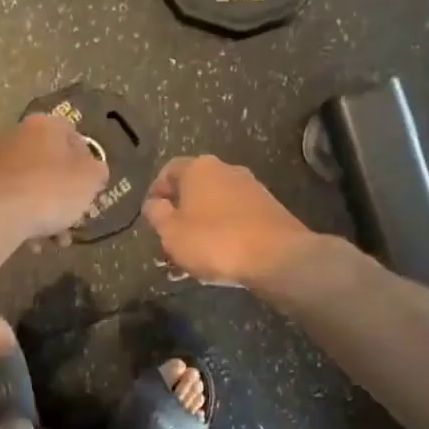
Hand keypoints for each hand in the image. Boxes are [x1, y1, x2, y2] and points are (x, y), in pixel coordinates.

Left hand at [0, 113, 110, 244]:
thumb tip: (93, 170)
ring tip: (56, 241)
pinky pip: (11, 202)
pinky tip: (33, 243)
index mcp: (45, 126)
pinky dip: (24, 219)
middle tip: (75, 221)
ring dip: (47, 215)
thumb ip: (97, 171)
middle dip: (66, 197)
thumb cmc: (50, 190)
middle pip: (51, 166)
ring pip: (31, 187)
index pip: (74, 136)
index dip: (87, 164)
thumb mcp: (89, 180)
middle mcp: (17, 136)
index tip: (91, 189)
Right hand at [143, 155, 314, 287]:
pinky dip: (223, 234)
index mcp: (199, 169)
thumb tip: (153, 203)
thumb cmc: (215, 241)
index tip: (150, 215)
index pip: (168, 171)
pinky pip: (235, 219)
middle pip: (193, 190)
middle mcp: (226, 170)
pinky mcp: (269, 210)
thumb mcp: (172, 232)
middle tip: (169, 242)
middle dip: (179, 216)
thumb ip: (156, 215)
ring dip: (200, 229)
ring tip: (191, 259)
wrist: (277, 256)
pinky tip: (218, 259)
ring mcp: (251, 189)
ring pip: (215, 207)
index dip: (156, 191)